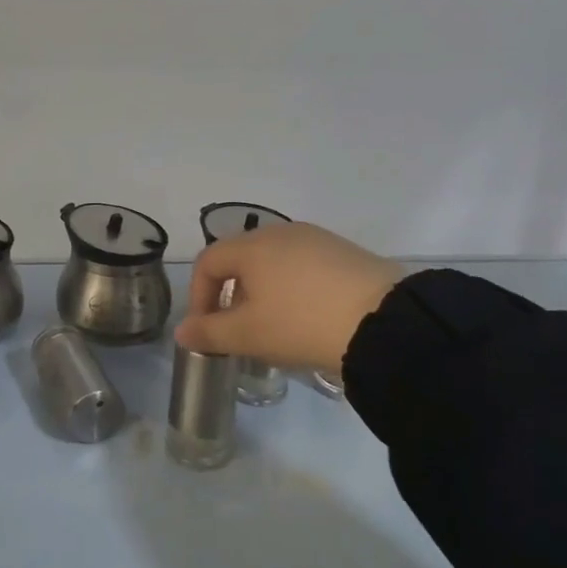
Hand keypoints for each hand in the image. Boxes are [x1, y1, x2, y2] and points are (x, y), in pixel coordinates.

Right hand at [175, 221, 402, 371]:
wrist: (384, 322)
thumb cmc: (301, 323)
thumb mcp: (248, 335)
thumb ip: (209, 333)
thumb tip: (182, 332)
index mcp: (252, 246)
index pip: (208, 262)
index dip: (198, 296)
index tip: (206, 330)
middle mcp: (281, 232)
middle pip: (241, 259)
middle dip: (230, 295)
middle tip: (238, 330)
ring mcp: (317, 239)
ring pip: (273, 263)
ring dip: (262, 292)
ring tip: (274, 326)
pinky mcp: (345, 252)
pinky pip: (304, 266)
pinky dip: (293, 288)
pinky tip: (308, 316)